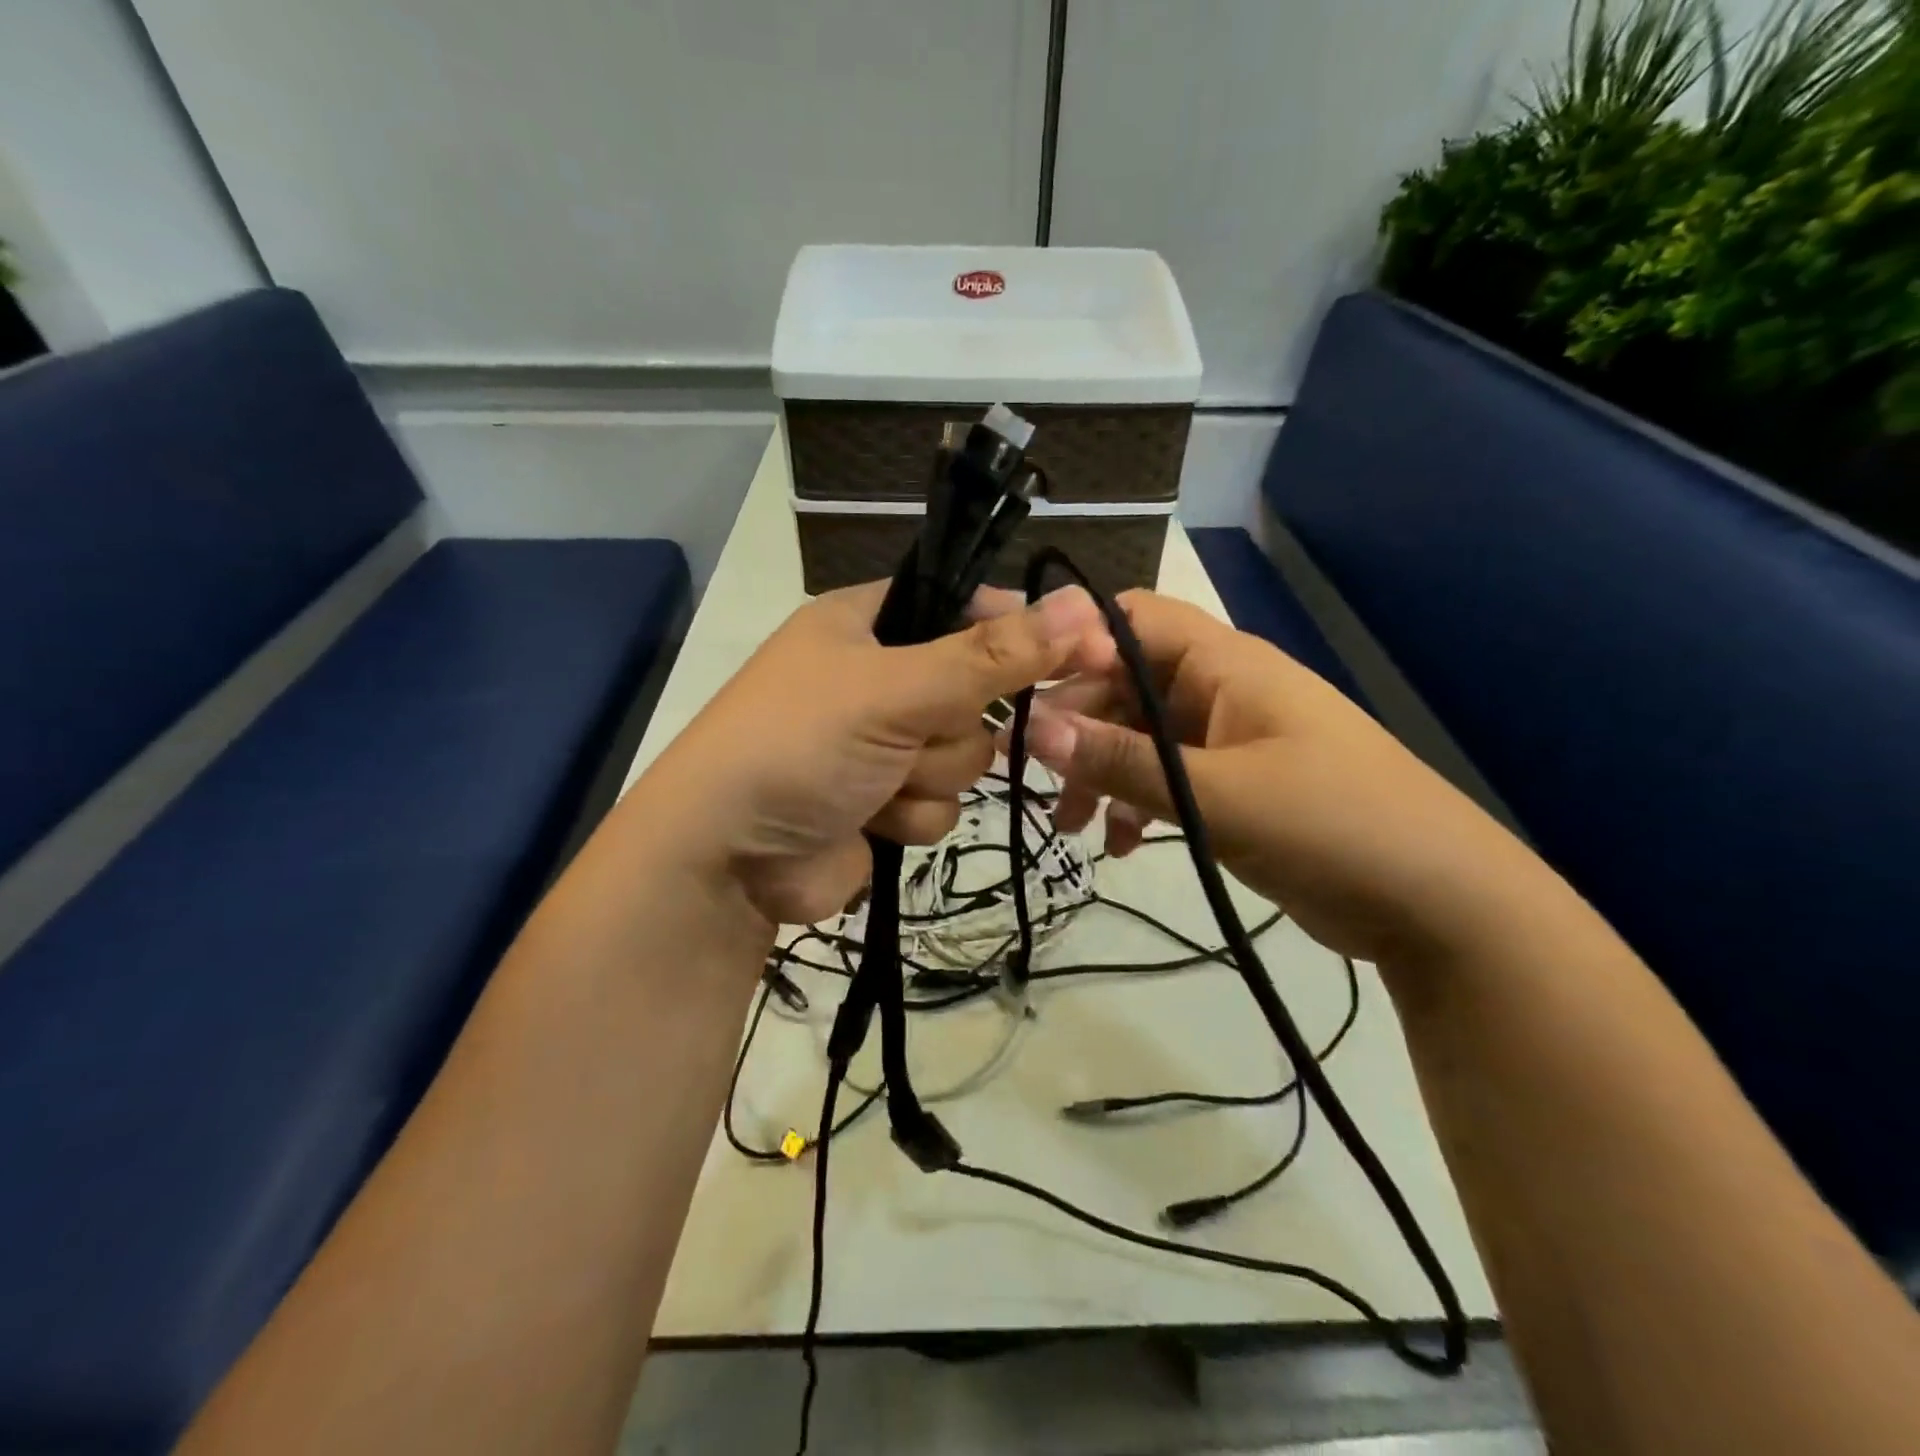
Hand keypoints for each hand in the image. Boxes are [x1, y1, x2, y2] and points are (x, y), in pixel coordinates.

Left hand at [654, 580, 1112, 927]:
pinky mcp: (887, 801)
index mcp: (868, 622)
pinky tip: (870, 820)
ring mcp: (884, 743)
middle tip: (910, 734)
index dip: (1018, 630)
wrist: (726, 859)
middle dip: (950, 726)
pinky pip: (942, 803)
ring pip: (966, 755)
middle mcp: (879, 676)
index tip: (1075, 652)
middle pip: (976, 692)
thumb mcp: (895, 689)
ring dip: (928, 776)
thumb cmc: (799, 745)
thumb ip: (992, 655)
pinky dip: (911, 816)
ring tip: (874, 783)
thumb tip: (1086, 607)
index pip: (967, 606)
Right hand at [1021, 590, 1537, 965]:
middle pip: (1124, 685)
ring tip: (1071, 826)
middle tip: (1033, 779)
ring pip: (1139, 738)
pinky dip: (1135, 804)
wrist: (1437, 903)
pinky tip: (1119, 845)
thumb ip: (1122, 762)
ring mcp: (1226, 740)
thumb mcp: (1217, 795)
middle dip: (1076, 727)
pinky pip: (1165, 779)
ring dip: (1100, 773)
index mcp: (1224, 664)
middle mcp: (1219, 690)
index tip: (1015, 680)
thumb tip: (1033, 728)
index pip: (1129, 621)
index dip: (1069, 640)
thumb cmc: (1332, 824)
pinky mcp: (1232, 786)